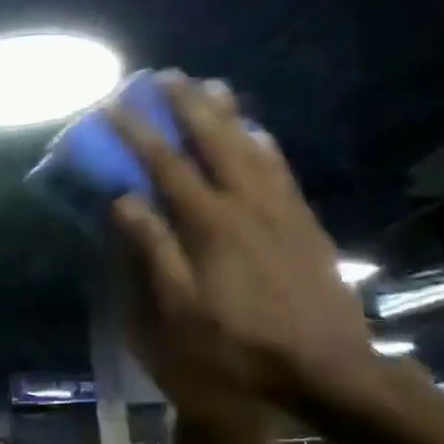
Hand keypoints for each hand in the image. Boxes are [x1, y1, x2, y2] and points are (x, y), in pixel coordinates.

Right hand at [108, 74, 372, 416]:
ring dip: (227, 113)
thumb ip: (153, 250)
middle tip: (167, 75)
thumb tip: (123, 200)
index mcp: (210, 223)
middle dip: (187, 104)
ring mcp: (280, 208)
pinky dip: (264, 141)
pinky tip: (257, 132)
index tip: (114, 105)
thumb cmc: (242, 344)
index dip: (137, 132)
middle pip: (213, 140)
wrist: (329, 369)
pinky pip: (281, 167)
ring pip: (250, 145)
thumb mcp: (181, 310)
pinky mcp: (304, 221)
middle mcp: (246, 202)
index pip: (166, 164)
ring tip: (211, 86)